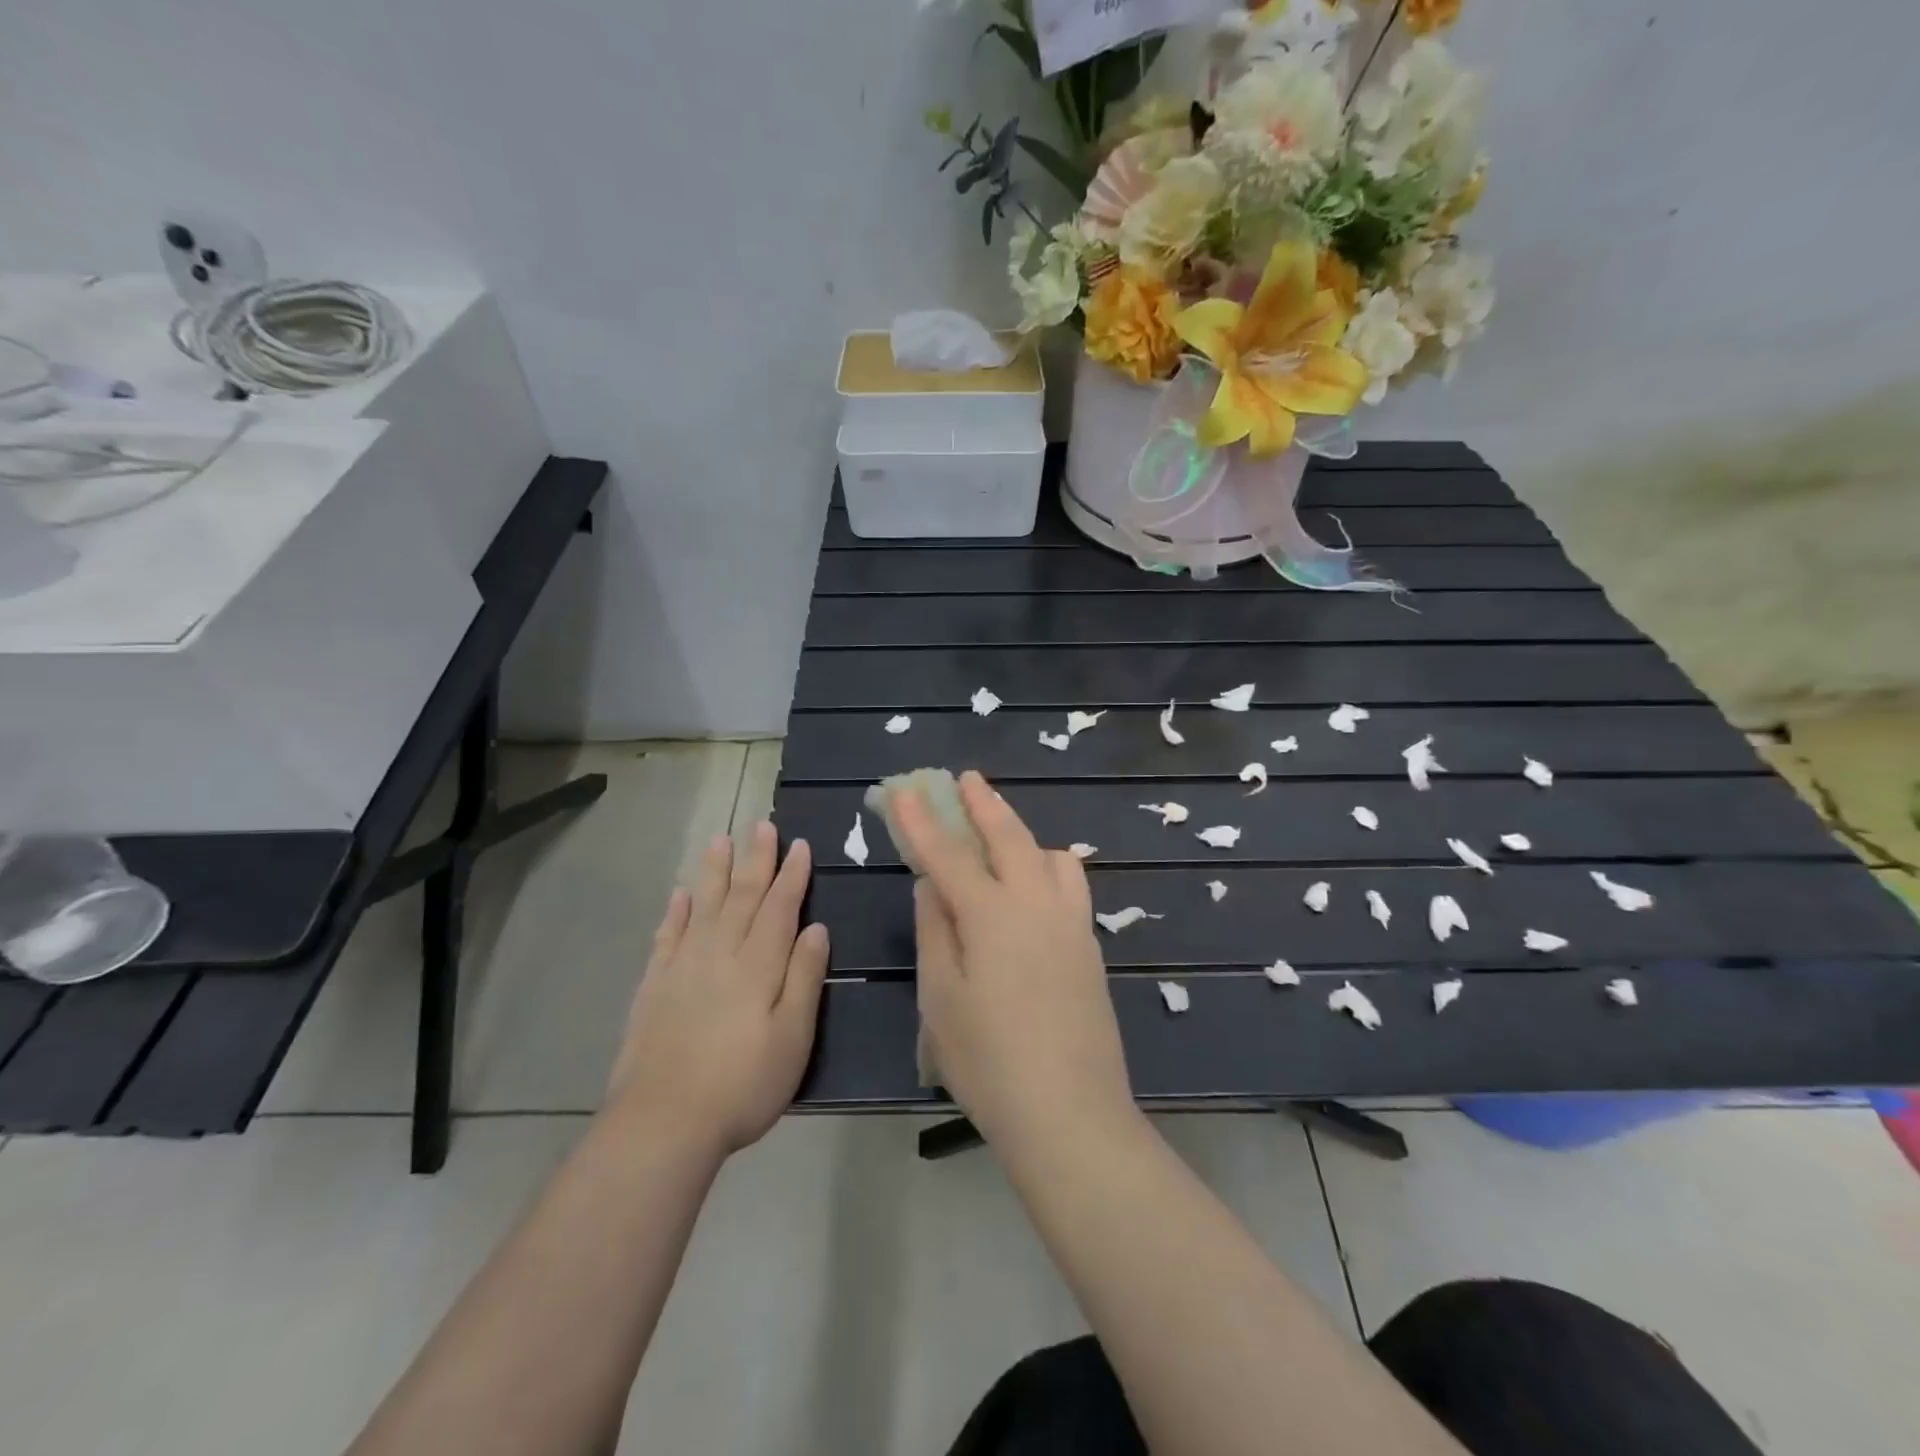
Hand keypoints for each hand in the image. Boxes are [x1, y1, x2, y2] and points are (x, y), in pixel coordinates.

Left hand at [607, 822, 828, 1155]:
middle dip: (756, 859)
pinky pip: (668, 936)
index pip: (780, 907)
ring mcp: (683, 967)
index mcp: (759, 965)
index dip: (791, 875)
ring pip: (704, 906)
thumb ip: (804, 978)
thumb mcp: (793, 1038)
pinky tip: (681, 895)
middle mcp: (721, 953)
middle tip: (762, 826)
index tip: (798, 844)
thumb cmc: (742, 1085)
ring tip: (721, 840)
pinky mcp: (654, 986)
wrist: (662, 1123)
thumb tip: (817, 928)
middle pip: (742, 896)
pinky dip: (676, 912)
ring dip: (715, 872)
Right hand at [897, 771, 1135, 1153]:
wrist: (1071, 1113)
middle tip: (966, 779)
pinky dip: (1048, 867)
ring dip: (1023, 834)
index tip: (905, 791)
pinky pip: (1070, 885)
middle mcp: (1036, 905)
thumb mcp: (941, 999)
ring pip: (1050, 855)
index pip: (948, 855)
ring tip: (1002, 837)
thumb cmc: (989, 1062)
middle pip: (1009, 837)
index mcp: (992, 916)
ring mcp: (1071, 923)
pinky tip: (1036, 886)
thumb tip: (932, 885)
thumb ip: (936, 931)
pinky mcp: (1090, 946)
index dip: (923, 822)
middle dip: (983, 804)